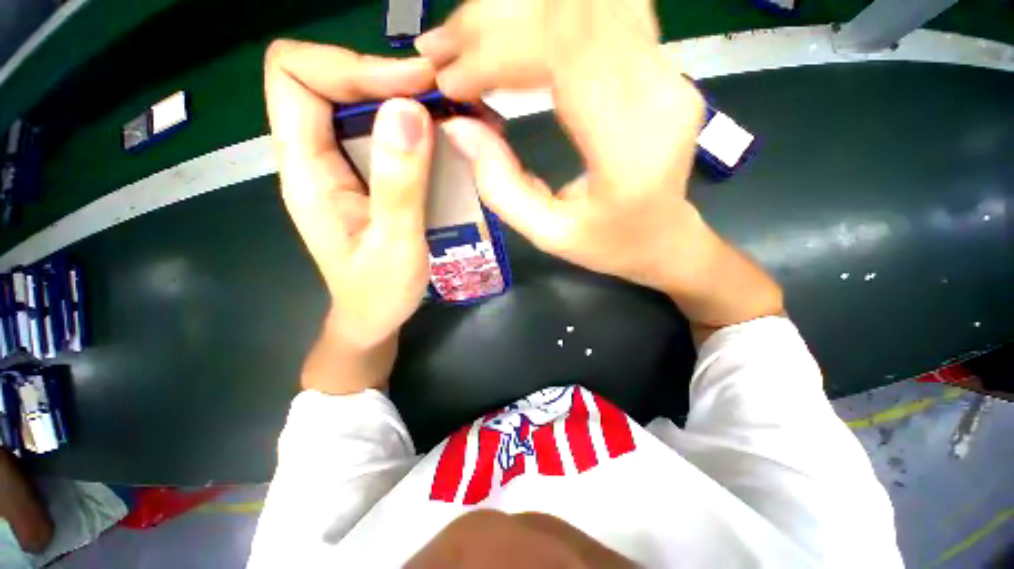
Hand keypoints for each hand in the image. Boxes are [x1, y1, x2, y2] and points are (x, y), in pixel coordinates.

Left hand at [264, 39, 434, 349]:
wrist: (373, 316)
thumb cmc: (380, 292)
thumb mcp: (396, 245)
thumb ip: (400, 184)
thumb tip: (409, 111)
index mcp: (307, 171)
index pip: (294, 76)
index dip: (349, 64)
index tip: (411, 84)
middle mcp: (315, 157)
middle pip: (328, 79)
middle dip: (385, 75)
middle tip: (441, 95)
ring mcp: (340, 166)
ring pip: (357, 102)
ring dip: (403, 97)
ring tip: (450, 111)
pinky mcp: (365, 176)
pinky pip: (380, 130)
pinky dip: (412, 123)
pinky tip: (444, 137)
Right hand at [418, 0, 707, 295]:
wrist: (666, 236)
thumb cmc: (609, 245)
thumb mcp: (548, 234)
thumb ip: (501, 186)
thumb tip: (457, 126)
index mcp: (630, 151)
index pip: (562, 55)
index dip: (494, 53)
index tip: (451, 81)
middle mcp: (658, 94)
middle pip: (572, 12)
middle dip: (493, 23)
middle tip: (443, 48)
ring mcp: (666, 70)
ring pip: (587, 1)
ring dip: (516, 12)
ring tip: (467, 36)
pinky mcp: (661, 63)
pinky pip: (602, 10)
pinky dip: (547, 12)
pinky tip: (512, 32)